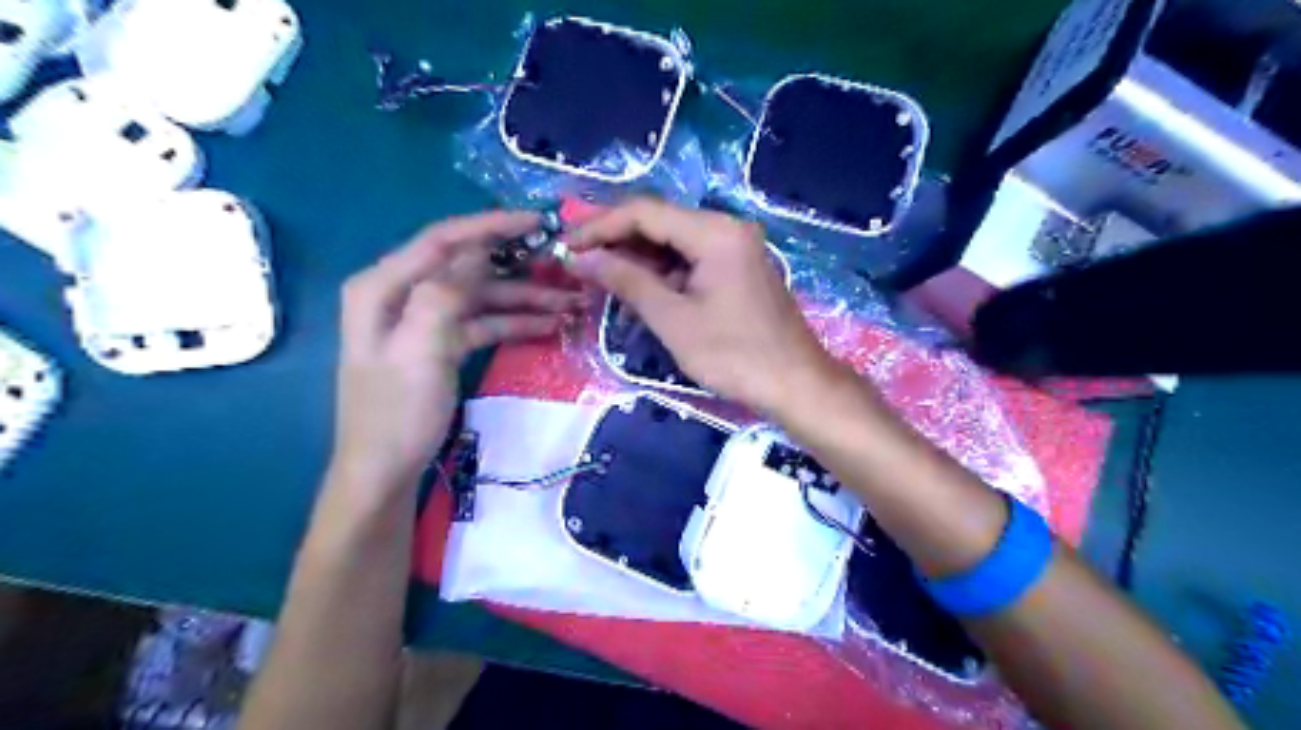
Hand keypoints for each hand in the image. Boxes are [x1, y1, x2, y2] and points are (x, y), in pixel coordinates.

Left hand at [331, 207, 582, 484]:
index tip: (539, 222)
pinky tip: (548, 326)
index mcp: (384, 287)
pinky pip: (482, 324)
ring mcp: (423, 321)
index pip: (444, 240)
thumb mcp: (421, 350)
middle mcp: (403, 295)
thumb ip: (446, 293)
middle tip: (565, 267)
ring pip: (481, 297)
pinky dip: (513, 324)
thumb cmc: (397, 412)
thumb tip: (478, 250)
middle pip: (468, 267)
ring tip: (570, 304)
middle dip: (518, 268)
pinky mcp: (441, 345)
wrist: (384, 472)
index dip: (492, 226)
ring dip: (523, 299)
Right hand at [572, 197, 839, 416]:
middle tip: (577, 260)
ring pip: (674, 242)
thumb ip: (626, 281)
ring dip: (637, 257)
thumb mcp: (673, 319)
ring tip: (599, 276)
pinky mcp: (739, 268)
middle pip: (660, 222)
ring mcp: (737, 248)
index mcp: (714, 231)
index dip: (599, 226)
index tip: (566, 245)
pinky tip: (638, 288)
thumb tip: (580, 258)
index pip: (644, 212)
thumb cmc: (734, 354)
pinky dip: (663, 271)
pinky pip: (692, 259)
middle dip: (616, 240)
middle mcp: (727, 228)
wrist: (796, 384)